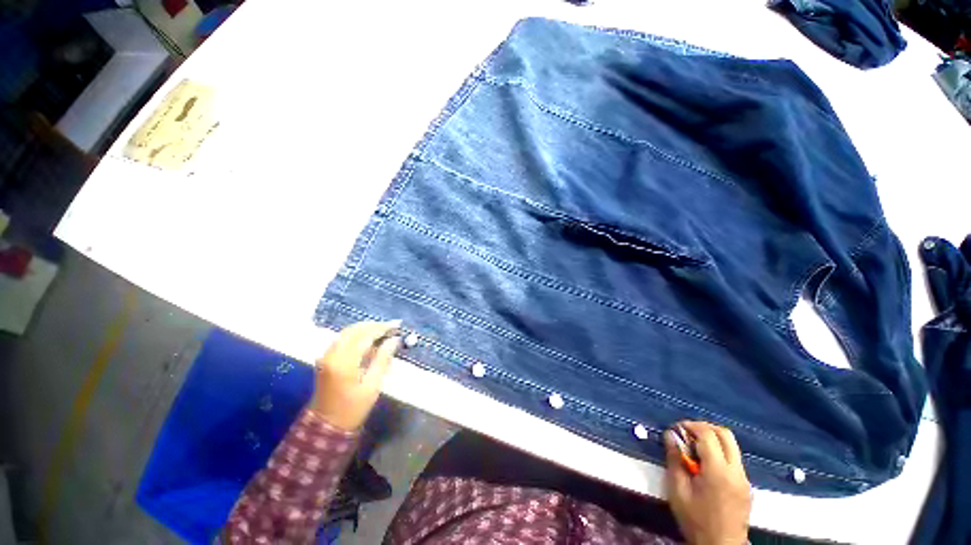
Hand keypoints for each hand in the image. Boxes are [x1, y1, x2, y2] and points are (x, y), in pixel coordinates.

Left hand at [310, 321, 400, 430]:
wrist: (325, 426)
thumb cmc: (352, 409)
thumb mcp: (372, 386)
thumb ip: (382, 359)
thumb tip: (394, 340)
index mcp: (344, 362)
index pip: (365, 336)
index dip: (382, 328)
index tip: (397, 325)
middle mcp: (332, 354)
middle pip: (354, 330)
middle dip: (374, 325)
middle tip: (391, 326)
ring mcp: (326, 356)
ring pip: (347, 333)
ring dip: (365, 329)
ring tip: (383, 330)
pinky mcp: (325, 359)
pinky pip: (342, 340)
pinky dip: (356, 335)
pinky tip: (368, 339)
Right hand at [665, 421, 751, 544]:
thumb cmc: (696, 520)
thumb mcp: (678, 491)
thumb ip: (675, 460)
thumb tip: (670, 435)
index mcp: (719, 472)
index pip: (708, 435)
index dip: (690, 426)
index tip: (676, 428)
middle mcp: (736, 471)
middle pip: (725, 434)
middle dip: (704, 427)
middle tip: (686, 433)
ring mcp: (744, 478)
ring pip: (732, 445)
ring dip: (712, 439)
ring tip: (693, 448)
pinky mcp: (746, 485)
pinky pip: (734, 458)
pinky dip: (719, 451)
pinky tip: (705, 464)